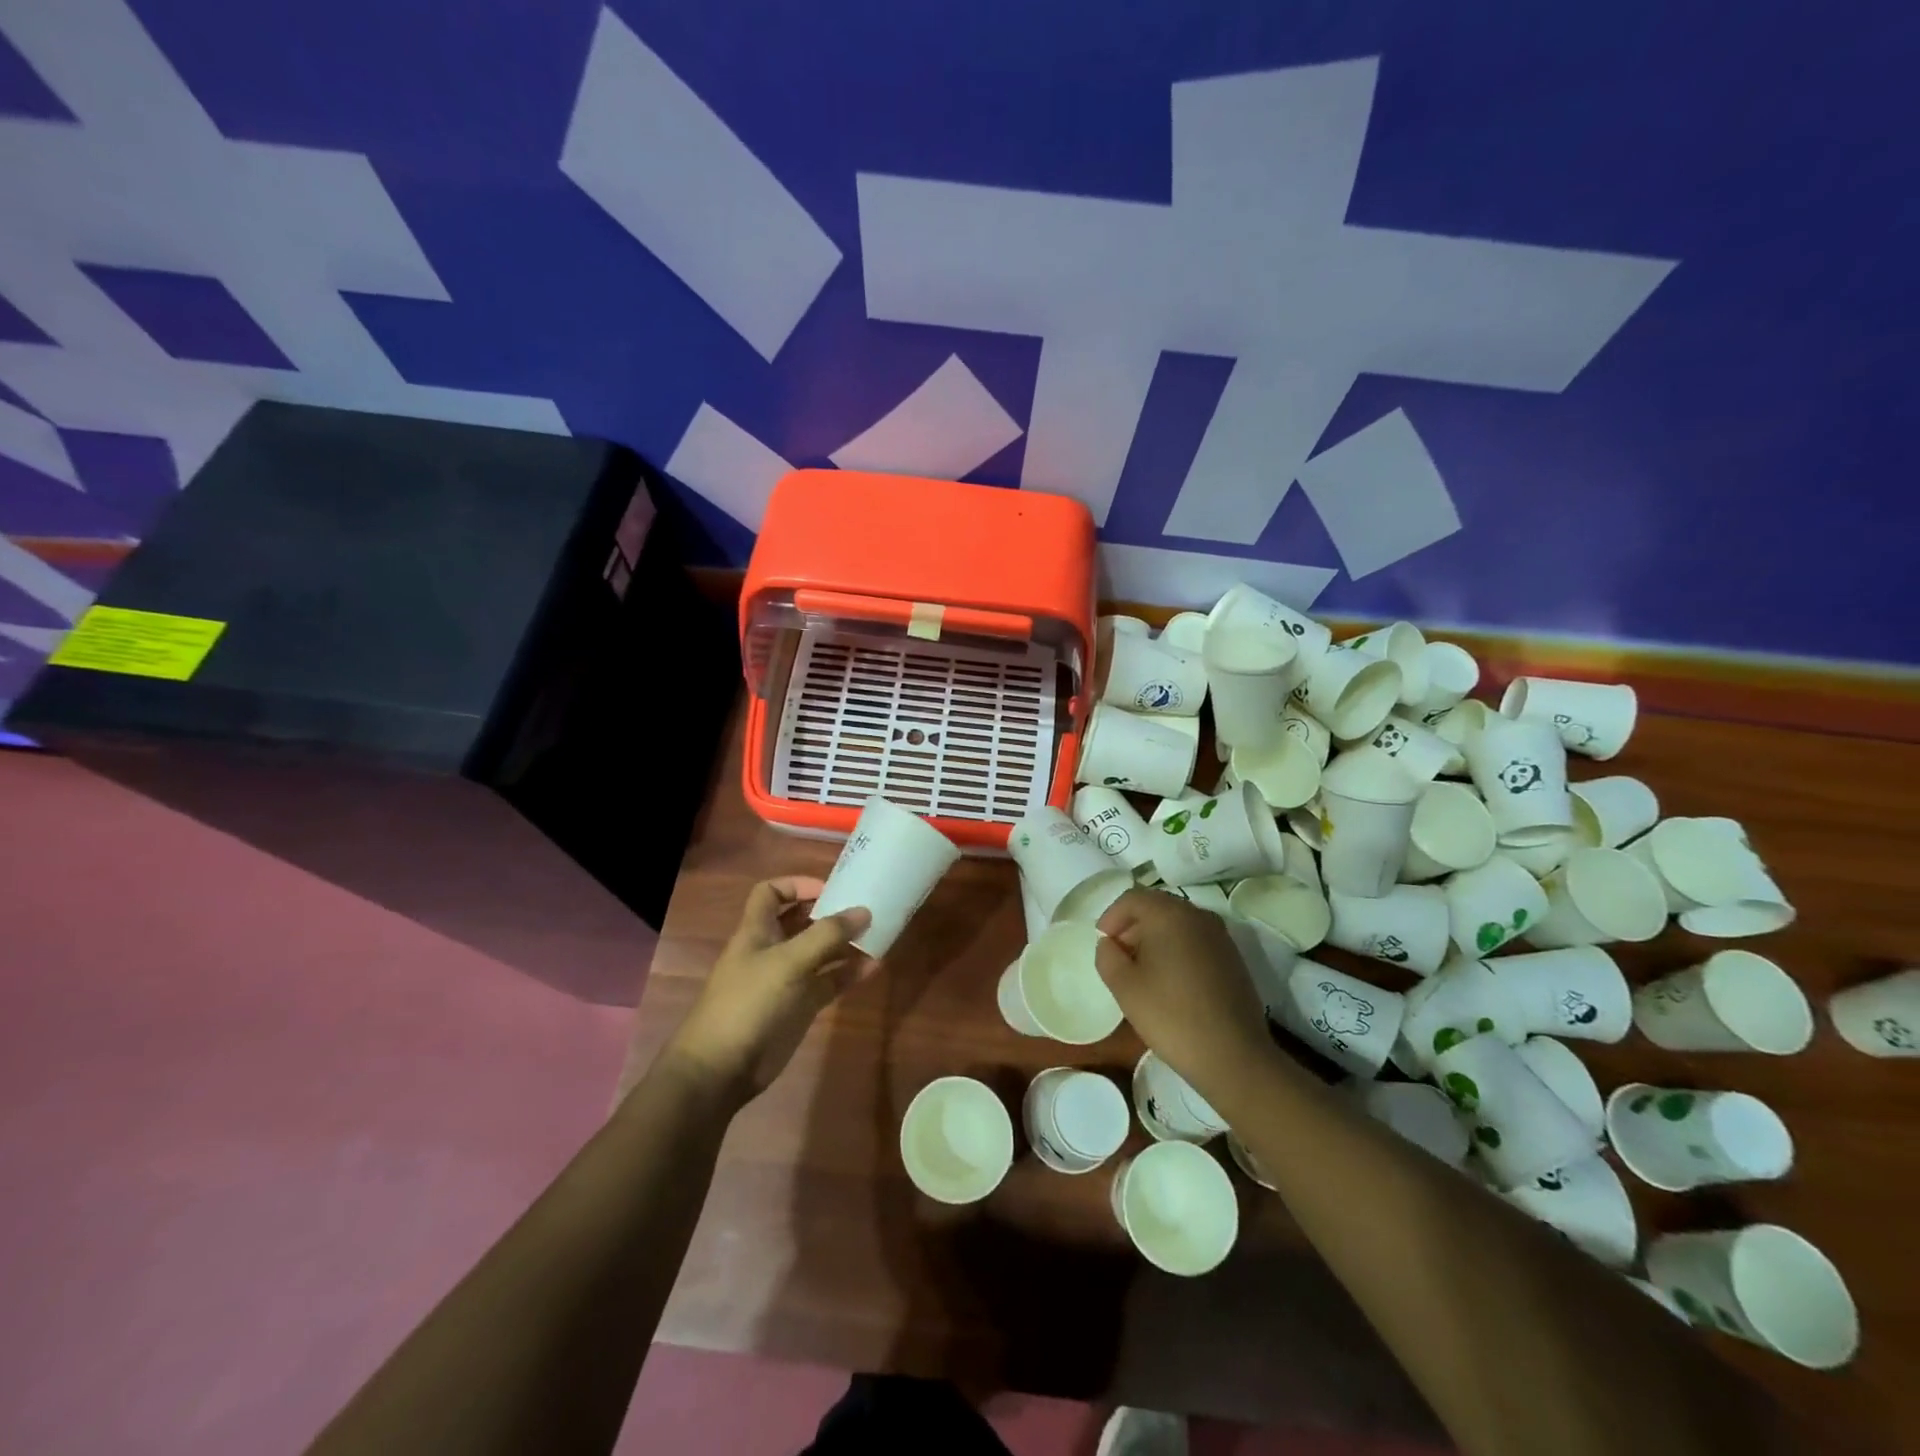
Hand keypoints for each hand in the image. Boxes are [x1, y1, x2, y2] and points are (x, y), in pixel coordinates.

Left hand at [664, 877, 874, 1104]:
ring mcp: (787, 979)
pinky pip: (828, 981)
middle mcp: (772, 950)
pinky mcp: (800, 1006)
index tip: (830, 889)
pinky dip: (849, 972)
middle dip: (829, 912)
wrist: (722, 1069)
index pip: (771, 893)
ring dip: (845, 943)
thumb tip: (864, 911)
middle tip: (863, 907)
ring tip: (877, 934)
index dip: (797, 885)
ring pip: (819, 952)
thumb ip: (826, 935)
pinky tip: (874, 966)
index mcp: (757, 931)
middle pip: (801, 921)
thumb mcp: (788, 961)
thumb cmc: (748, 1003)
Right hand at [1095, 889, 1275, 1103]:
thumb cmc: (1171, 1016)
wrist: (1234, 1056)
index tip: (1102, 944)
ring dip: (1155, 938)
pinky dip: (1177, 950)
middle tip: (1118, 957)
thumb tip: (1110, 944)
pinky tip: (1170, 982)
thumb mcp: (1124, 987)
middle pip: (1156, 907)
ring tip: (1142, 971)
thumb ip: (1107, 956)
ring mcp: (1220, 936)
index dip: (1111, 917)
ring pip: (1177, 924)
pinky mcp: (1233, 957)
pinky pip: (1195, 941)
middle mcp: (1198, 915)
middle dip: (1132, 926)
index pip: (1132, 899)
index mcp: (1169, 914)